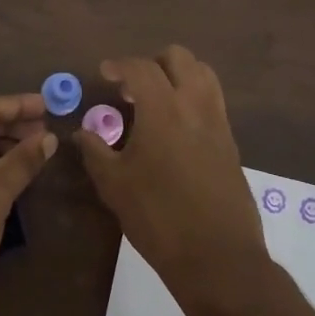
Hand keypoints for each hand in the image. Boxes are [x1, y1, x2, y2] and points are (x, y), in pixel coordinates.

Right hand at [71, 45, 272, 315]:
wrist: (217, 257)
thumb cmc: (158, 218)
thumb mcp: (114, 185)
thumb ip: (96, 150)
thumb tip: (82, 132)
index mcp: (163, 109)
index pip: (141, 68)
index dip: (119, 65)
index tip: (105, 74)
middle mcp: (195, 105)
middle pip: (180, 58)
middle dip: (153, 63)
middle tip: (132, 87)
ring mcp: (219, 122)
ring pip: (203, 75)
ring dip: (178, 76)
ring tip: (156, 102)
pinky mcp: (231, 142)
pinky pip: (213, 102)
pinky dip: (192, 98)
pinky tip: (175, 129)